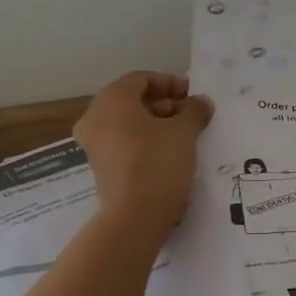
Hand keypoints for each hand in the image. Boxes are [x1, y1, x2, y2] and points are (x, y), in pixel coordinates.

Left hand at [74, 72, 213, 240]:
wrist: (135, 215)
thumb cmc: (158, 161)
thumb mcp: (184, 131)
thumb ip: (194, 110)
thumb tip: (201, 102)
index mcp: (112, 99)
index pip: (142, 79)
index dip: (170, 83)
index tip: (193, 95)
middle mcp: (95, 117)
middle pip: (133, 101)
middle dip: (165, 105)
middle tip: (192, 115)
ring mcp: (94, 144)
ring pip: (128, 123)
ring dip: (157, 124)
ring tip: (186, 135)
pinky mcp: (100, 167)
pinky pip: (124, 143)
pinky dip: (145, 141)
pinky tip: (170, 153)